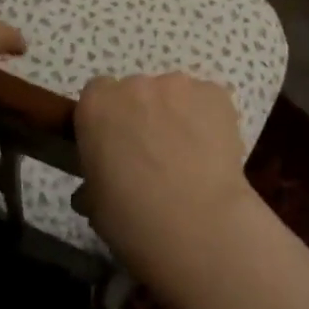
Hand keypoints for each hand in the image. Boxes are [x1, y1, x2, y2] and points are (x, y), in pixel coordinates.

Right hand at [72, 74, 261, 289]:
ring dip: (177, 115)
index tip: (116, 144)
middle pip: (137, 91)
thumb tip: (107, 178)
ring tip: (190, 156)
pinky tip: (212, 153)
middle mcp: (135, 84)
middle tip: (154, 154)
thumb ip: (96, 175)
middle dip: (143, 115)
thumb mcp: (94, 202)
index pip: (98, 94)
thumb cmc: (132, 219)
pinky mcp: (215, 93)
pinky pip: (207, 101)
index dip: (108, 119)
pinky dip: (208, 119)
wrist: (195, 224)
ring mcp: (178, 84)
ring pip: (174, 95)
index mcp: (97, 105)